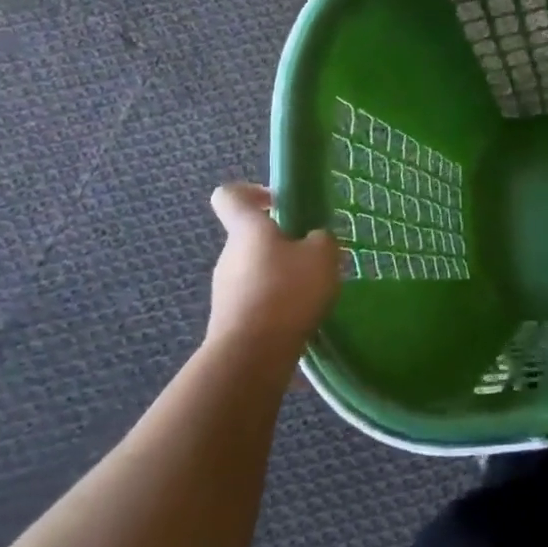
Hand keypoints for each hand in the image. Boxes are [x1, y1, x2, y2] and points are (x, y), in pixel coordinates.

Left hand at [207, 183, 338, 353]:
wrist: (251, 355)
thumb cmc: (287, 291)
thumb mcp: (323, 255)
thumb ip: (321, 239)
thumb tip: (314, 240)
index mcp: (247, 229)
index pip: (230, 195)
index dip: (252, 192)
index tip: (279, 202)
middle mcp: (229, 254)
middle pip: (251, 236)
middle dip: (282, 242)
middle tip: (314, 257)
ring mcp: (224, 289)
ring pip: (256, 270)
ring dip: (281, 275)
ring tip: (312, 293)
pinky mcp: (229, 319)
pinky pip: (256, 300)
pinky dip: (276, 304)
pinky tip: (299, 318)